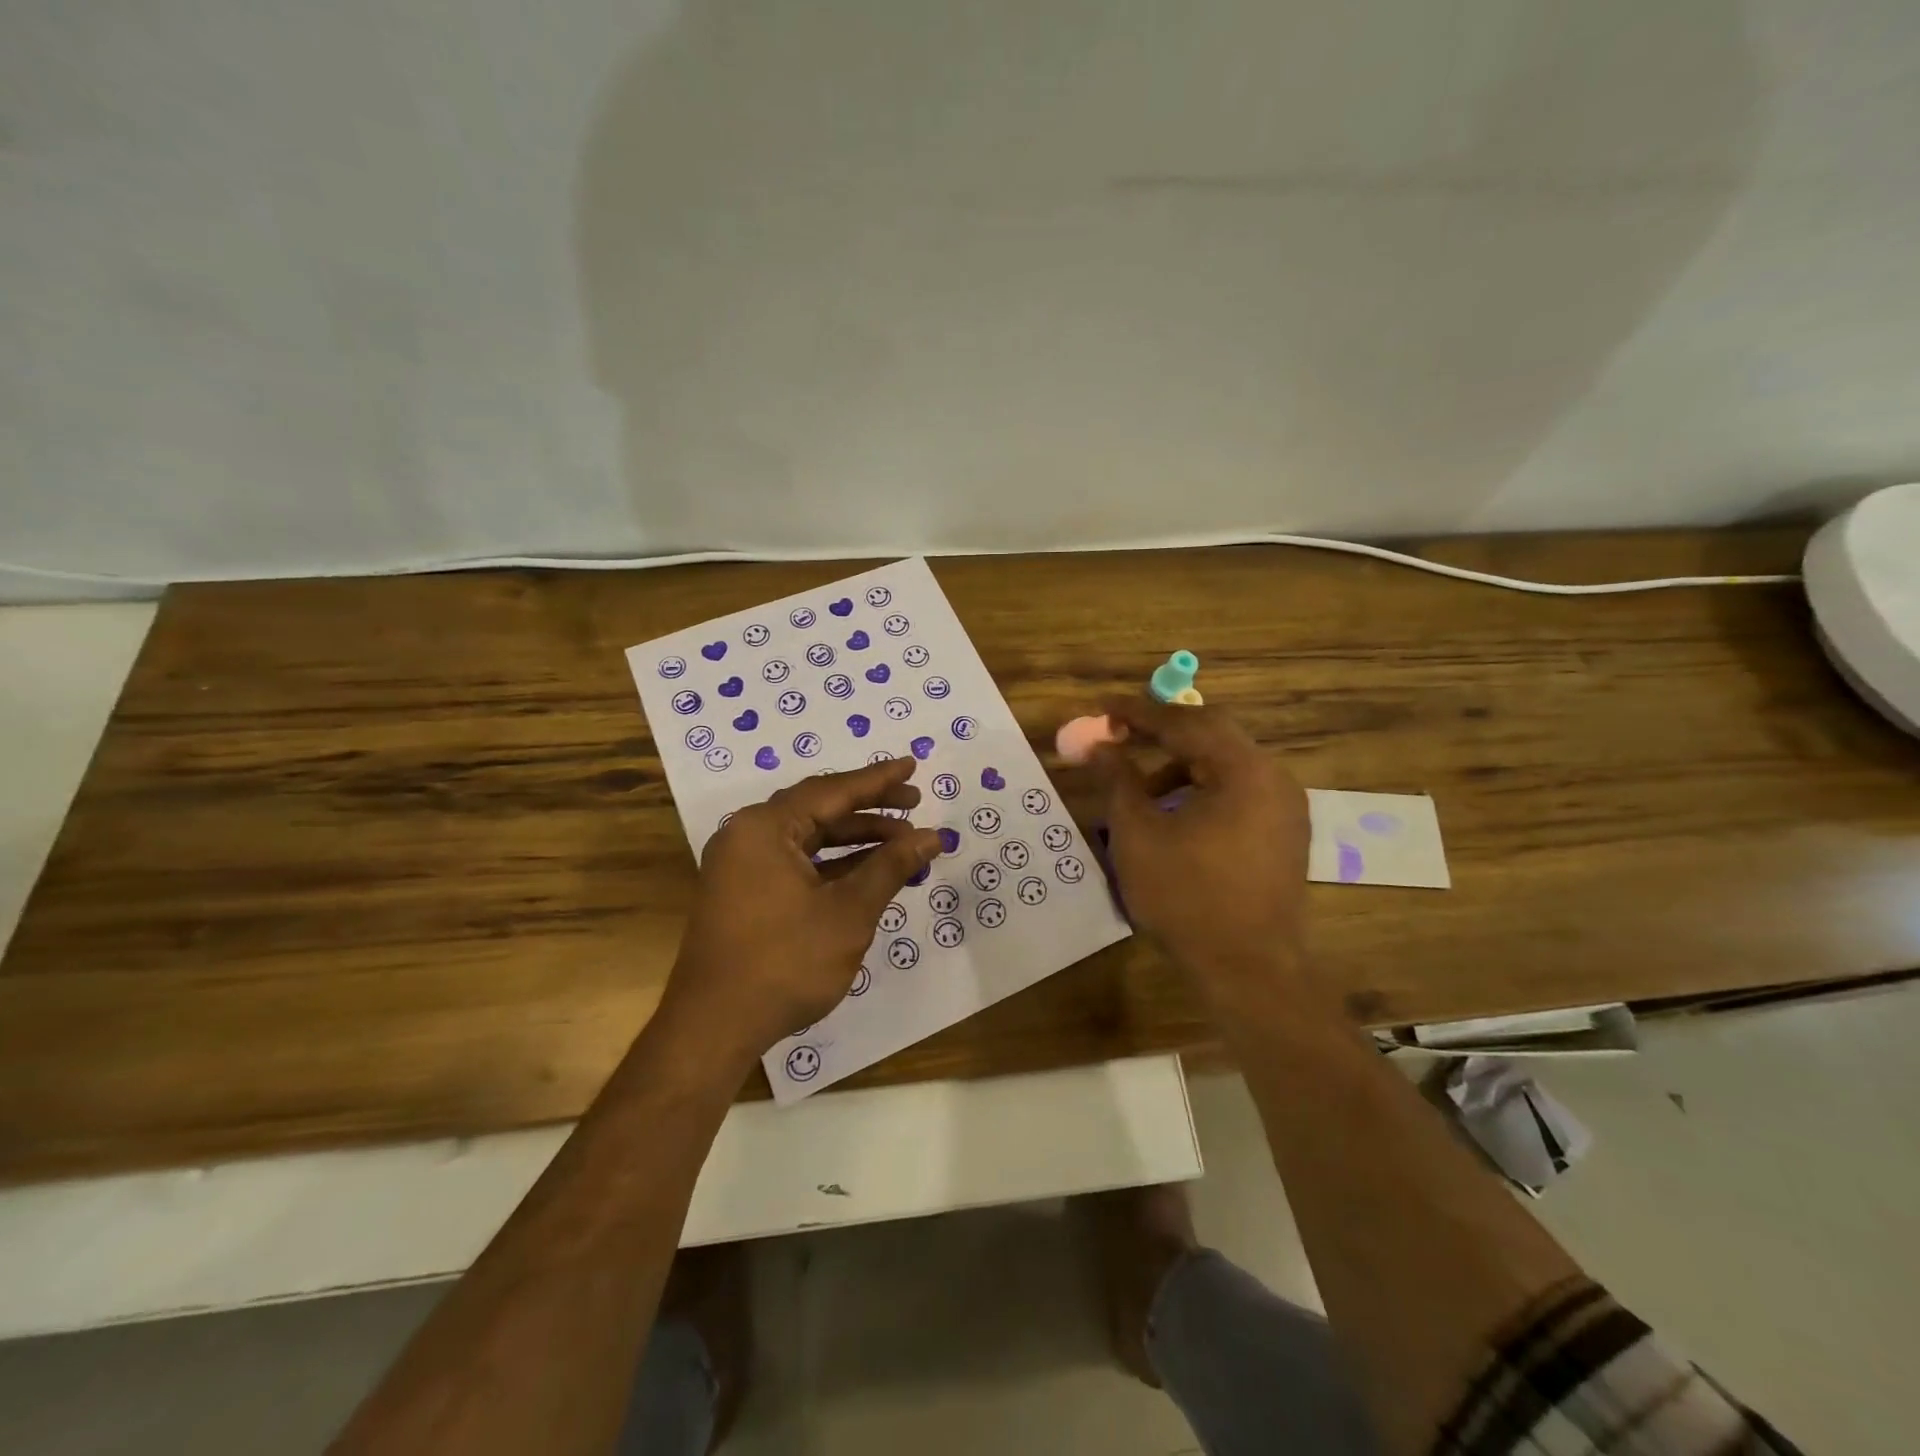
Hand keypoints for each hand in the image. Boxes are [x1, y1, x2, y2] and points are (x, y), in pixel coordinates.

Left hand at [661, 759, 941, 1073]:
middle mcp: (748, 836)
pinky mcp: (745, 894)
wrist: (715, 1028)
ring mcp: (743, 867)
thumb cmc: (785, 962)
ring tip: (904, 845)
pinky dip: (834, 866)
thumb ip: (890, 867)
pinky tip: (870, 873)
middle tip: (915, 805)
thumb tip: (931, 837)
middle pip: (819, 810)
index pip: (832, 791)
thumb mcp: (848, 912)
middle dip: (871, 810)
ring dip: (857, 841)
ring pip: (810, 839)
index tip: (912, 766)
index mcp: (765, 827)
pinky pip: (797, 864)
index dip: (878, 780)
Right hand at [1089, 696, 1314, 1013]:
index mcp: (1243, 770)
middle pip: (1212, 733)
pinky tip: (1174, 814)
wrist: (1249, 969)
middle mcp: (1273, 777)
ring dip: (1181, 763)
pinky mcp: (1285, 833)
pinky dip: (1203, 788)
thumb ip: (1117, 780)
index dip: (1138, 712)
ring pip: (1226, 764)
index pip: (1185, 721)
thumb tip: (1099, 746)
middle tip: (1119, 734)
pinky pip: (1239, 791)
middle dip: (1161, 732)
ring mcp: (1285, 806)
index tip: (1103, 707)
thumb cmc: (1186, 897)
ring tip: (1140, 787)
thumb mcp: (1138, 834)